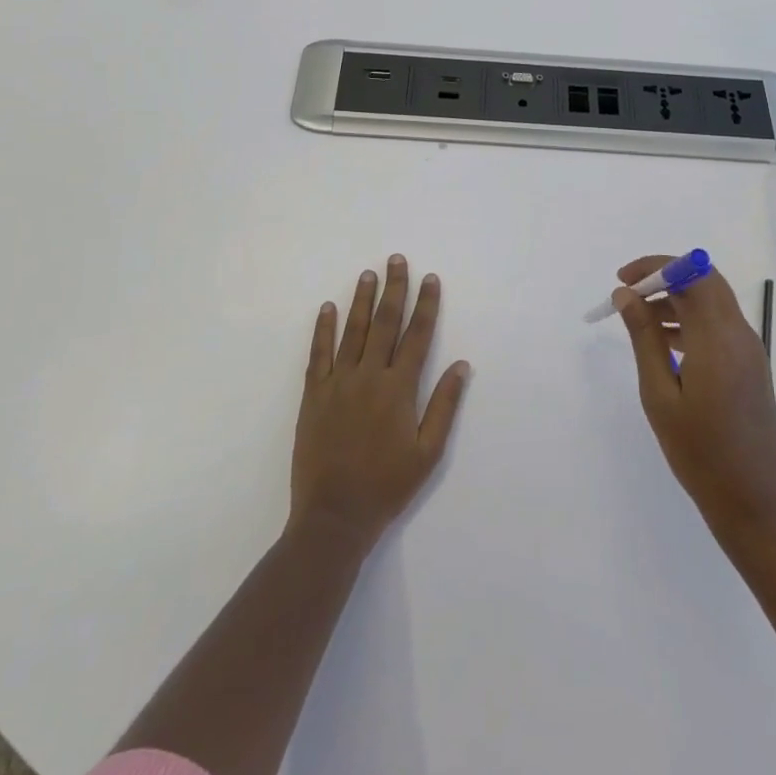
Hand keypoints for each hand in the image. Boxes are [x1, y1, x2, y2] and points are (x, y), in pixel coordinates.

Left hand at [290, 256, 470, 548]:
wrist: (335, 515)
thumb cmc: (387, 486)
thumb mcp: (428, 452)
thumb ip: (444, 405)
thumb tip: (461, 365)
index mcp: (399, 389)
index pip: (417, 336)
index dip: (426, 305)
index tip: (430, 278)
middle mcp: (369, 377)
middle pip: (384, 323)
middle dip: (393, 289)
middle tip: (396, 259)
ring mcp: (338, 383)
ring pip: (352, 331)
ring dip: (361, 300)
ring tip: (367, 274)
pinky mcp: (314, 395)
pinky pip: (319, 354)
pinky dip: (323, 329)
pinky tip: (328, 308)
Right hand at [615, 255, 775, 540]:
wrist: (753, 500)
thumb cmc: (698, 451)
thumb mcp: (659, 394)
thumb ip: (644, 338)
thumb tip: (626, 295)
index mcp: (717, 338)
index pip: (691, 273)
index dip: (656, 265)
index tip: (623, 280)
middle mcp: (739, 334)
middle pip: (704, 280)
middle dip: (664, 278)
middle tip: (628, 295)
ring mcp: (749, 349)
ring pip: (712, 301)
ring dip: (676, 298)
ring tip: (638, 321)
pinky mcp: (751, 364)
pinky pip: (719, 323)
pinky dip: (691, 319)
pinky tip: (664, 342)